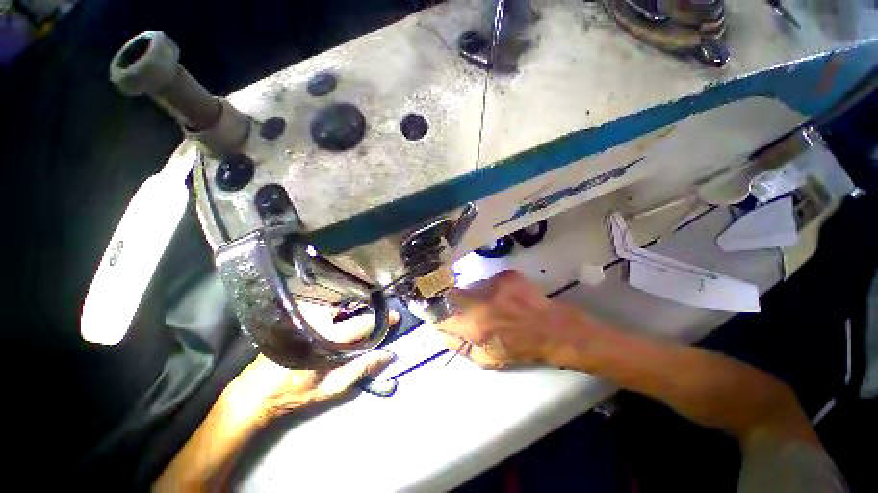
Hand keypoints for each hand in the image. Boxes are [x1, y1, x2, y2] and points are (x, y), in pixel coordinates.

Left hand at [221, 307, 398, 426]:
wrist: (255, 389)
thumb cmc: (294, 392)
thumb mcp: (331, 388)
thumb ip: (361, 368)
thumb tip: (388, 354)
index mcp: (326, 339)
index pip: (362, 324)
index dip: (381, 321)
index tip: (394, 317)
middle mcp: (317, 320)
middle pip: (352, 311)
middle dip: (365, 316)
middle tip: (373, 326)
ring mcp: (306, 314)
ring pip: (340, 308)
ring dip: (351, 315)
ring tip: (354, 326)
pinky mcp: (300, 313)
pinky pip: (328, 308)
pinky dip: (338, 313)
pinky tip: (337, 324)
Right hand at [436, 270, 603, 367]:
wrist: (551, 328)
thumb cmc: (520, 348)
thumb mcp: (487, 359)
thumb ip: (459, 346)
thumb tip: (440, 333)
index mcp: (474, 325)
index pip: (442, 315)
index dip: (439, 315)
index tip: (441, 315)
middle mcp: (481, 301)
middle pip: (452, 294)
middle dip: (454, 302)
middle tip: (468, 308)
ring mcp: (494, 284)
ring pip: (471, 286)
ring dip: (474, 295)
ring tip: (491, 304)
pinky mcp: (506, 275)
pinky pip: (487, 280)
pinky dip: (490, 288)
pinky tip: (503, 297)